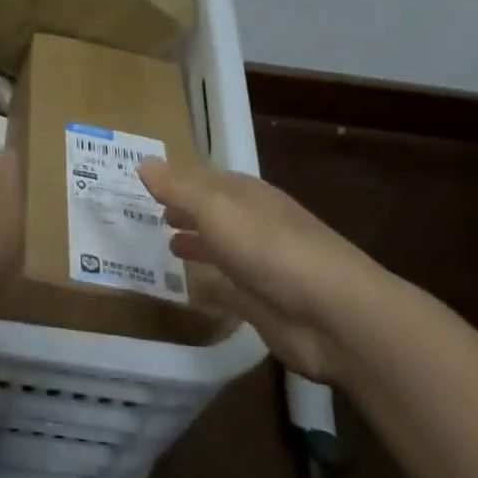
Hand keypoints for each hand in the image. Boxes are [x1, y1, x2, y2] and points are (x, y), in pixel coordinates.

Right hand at [139, 160, 392, 381]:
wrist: (333, 314)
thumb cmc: (269, 248)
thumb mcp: (216, 209)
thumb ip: (178, 189)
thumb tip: (143, 163)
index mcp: (245, 194)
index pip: (204, 177)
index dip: (176, 179)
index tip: (146, 181)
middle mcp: (252, 223)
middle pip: (212, 211)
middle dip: (185, 209)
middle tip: (151, 213)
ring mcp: (259, 264)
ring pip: (221, 246)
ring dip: (197, 242)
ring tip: (166, 244)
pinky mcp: (262, 304)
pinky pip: (227, 288)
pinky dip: (210, 283)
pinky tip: (190, 287)